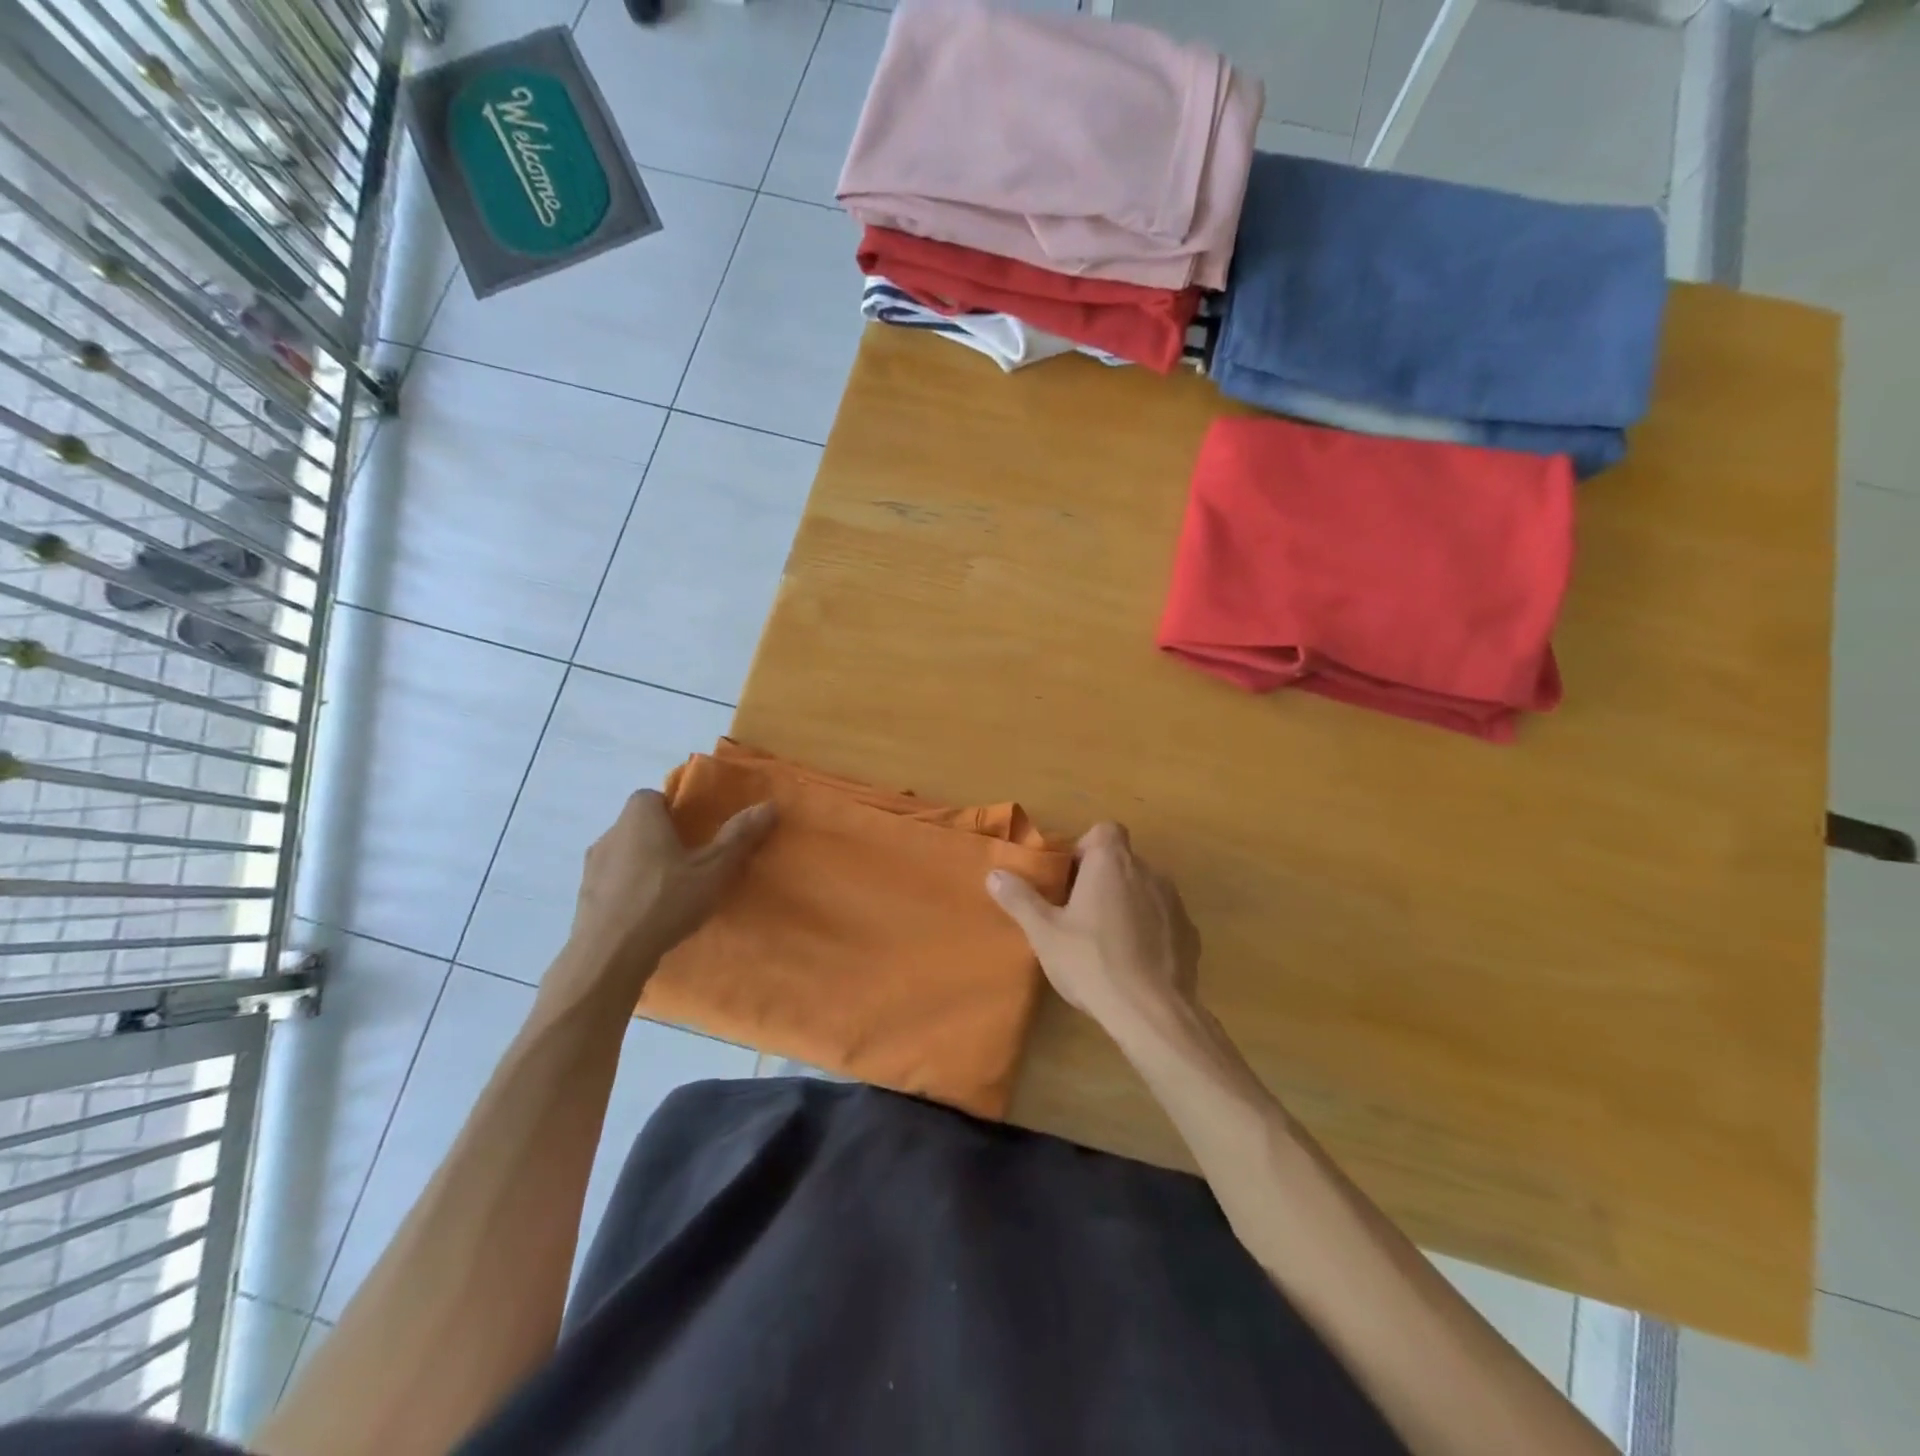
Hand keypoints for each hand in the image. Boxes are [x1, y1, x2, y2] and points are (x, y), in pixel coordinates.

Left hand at [562, 790, 774, 993]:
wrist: (608, 957)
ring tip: (672, 893)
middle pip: (640, 825)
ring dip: (645, 866)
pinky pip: (613, 884)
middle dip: (664, 839)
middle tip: (692, 863)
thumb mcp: (713, 869)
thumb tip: (768, 805)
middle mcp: (611, 833)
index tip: (697, 832)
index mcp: (639, 817)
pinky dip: (630, 892)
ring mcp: (591, 867)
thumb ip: (739, 836)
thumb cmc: (664, 901)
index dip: (675, 810)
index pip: (654, 796)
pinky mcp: (584, 898)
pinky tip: (649, 916)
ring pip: (625, 855)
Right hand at [986, 822, 1200, 1045]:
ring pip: (1145, 889)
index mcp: (1111, 863)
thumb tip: (994, 874)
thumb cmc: (1091, 962)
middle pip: (1123, 861)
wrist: (1152, 1011)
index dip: (1087, 848)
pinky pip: (1164, 919)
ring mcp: (1174, 902)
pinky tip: (1135, 961)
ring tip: (1107, 940)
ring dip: (1128, 903)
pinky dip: (1150, 930)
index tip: (1071, 878)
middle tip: (1080, 914)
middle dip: (1103, 879)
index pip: (1105, 830)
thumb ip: (1020, 899)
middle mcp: (1148, 871)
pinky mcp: (1190, 933)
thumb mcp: (1044, 933)